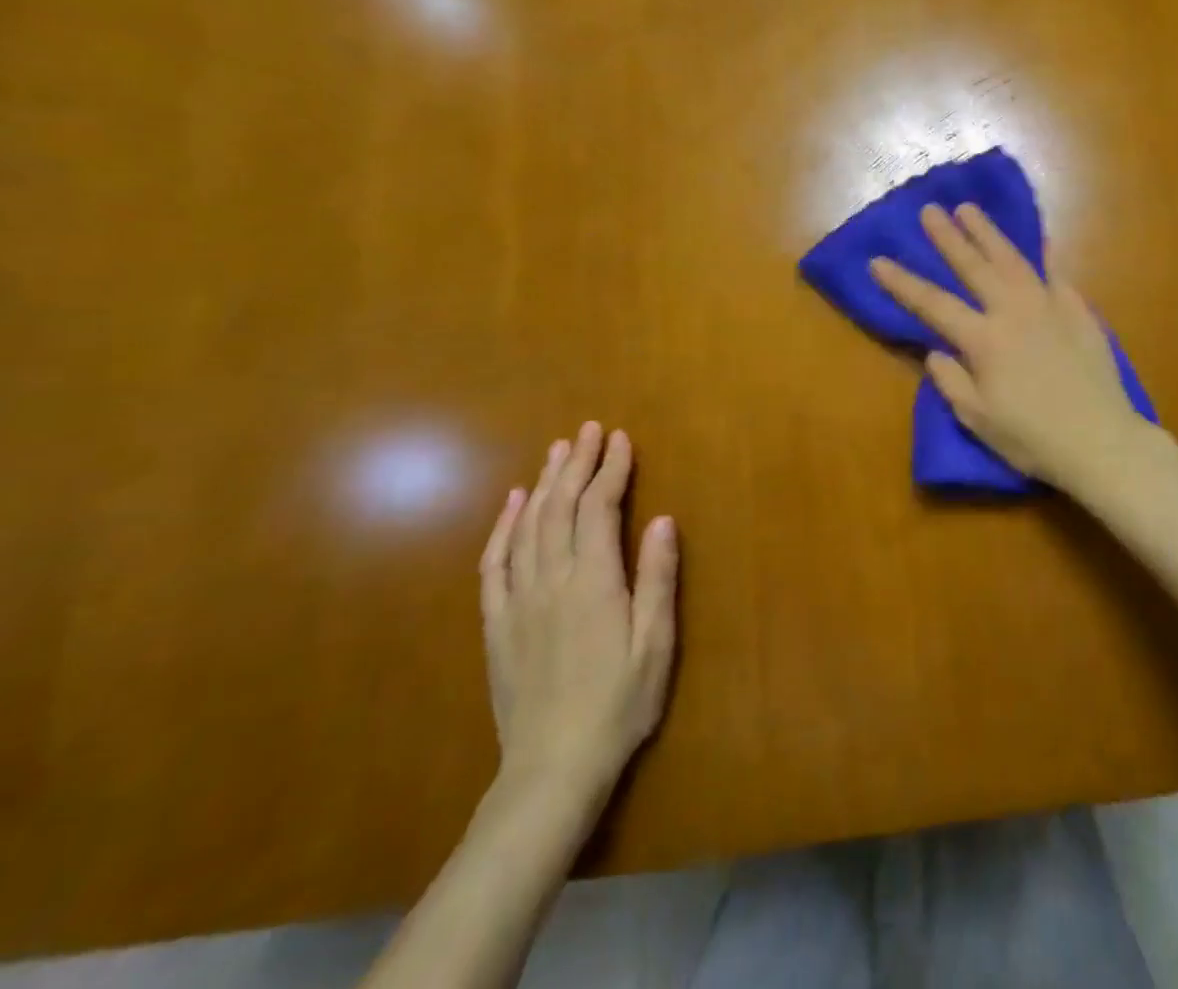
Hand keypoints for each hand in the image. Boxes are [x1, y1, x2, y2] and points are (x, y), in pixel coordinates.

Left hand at [479, 422, 678, 806]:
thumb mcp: (655, 643)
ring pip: (527, 526)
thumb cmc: (618, 703)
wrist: (552, 769)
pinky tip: (510, 504)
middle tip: (588, 430)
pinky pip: (495, 563)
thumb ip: (657, 578)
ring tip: (557, 451)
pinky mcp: (497, 624)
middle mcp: (551, 580)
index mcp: (593, 581)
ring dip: (542, 484)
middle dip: (576, 464)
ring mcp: (518, 601)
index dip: (611, 469)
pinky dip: (502, 527)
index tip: (621, 439)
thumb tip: (661, 519)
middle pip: (560, 507)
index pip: (600, 508)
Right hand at [869, 203, 1152, 488]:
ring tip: (970, 209)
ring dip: (988, 232)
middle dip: (948, 237)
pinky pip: (1057, 274)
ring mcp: (1049, 306)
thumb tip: (935, 352)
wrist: (1100, 440)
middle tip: (930, 209)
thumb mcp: (978, 419)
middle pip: (974, 267)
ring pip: (1013, 260)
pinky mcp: (1079, 311)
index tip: (878, 260)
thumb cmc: (1032, 438)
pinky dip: (1046, 254)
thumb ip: (952, 381)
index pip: (933, 304)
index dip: (902, 283)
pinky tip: (1040, 239)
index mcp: (983, 340)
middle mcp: (1013, 312)